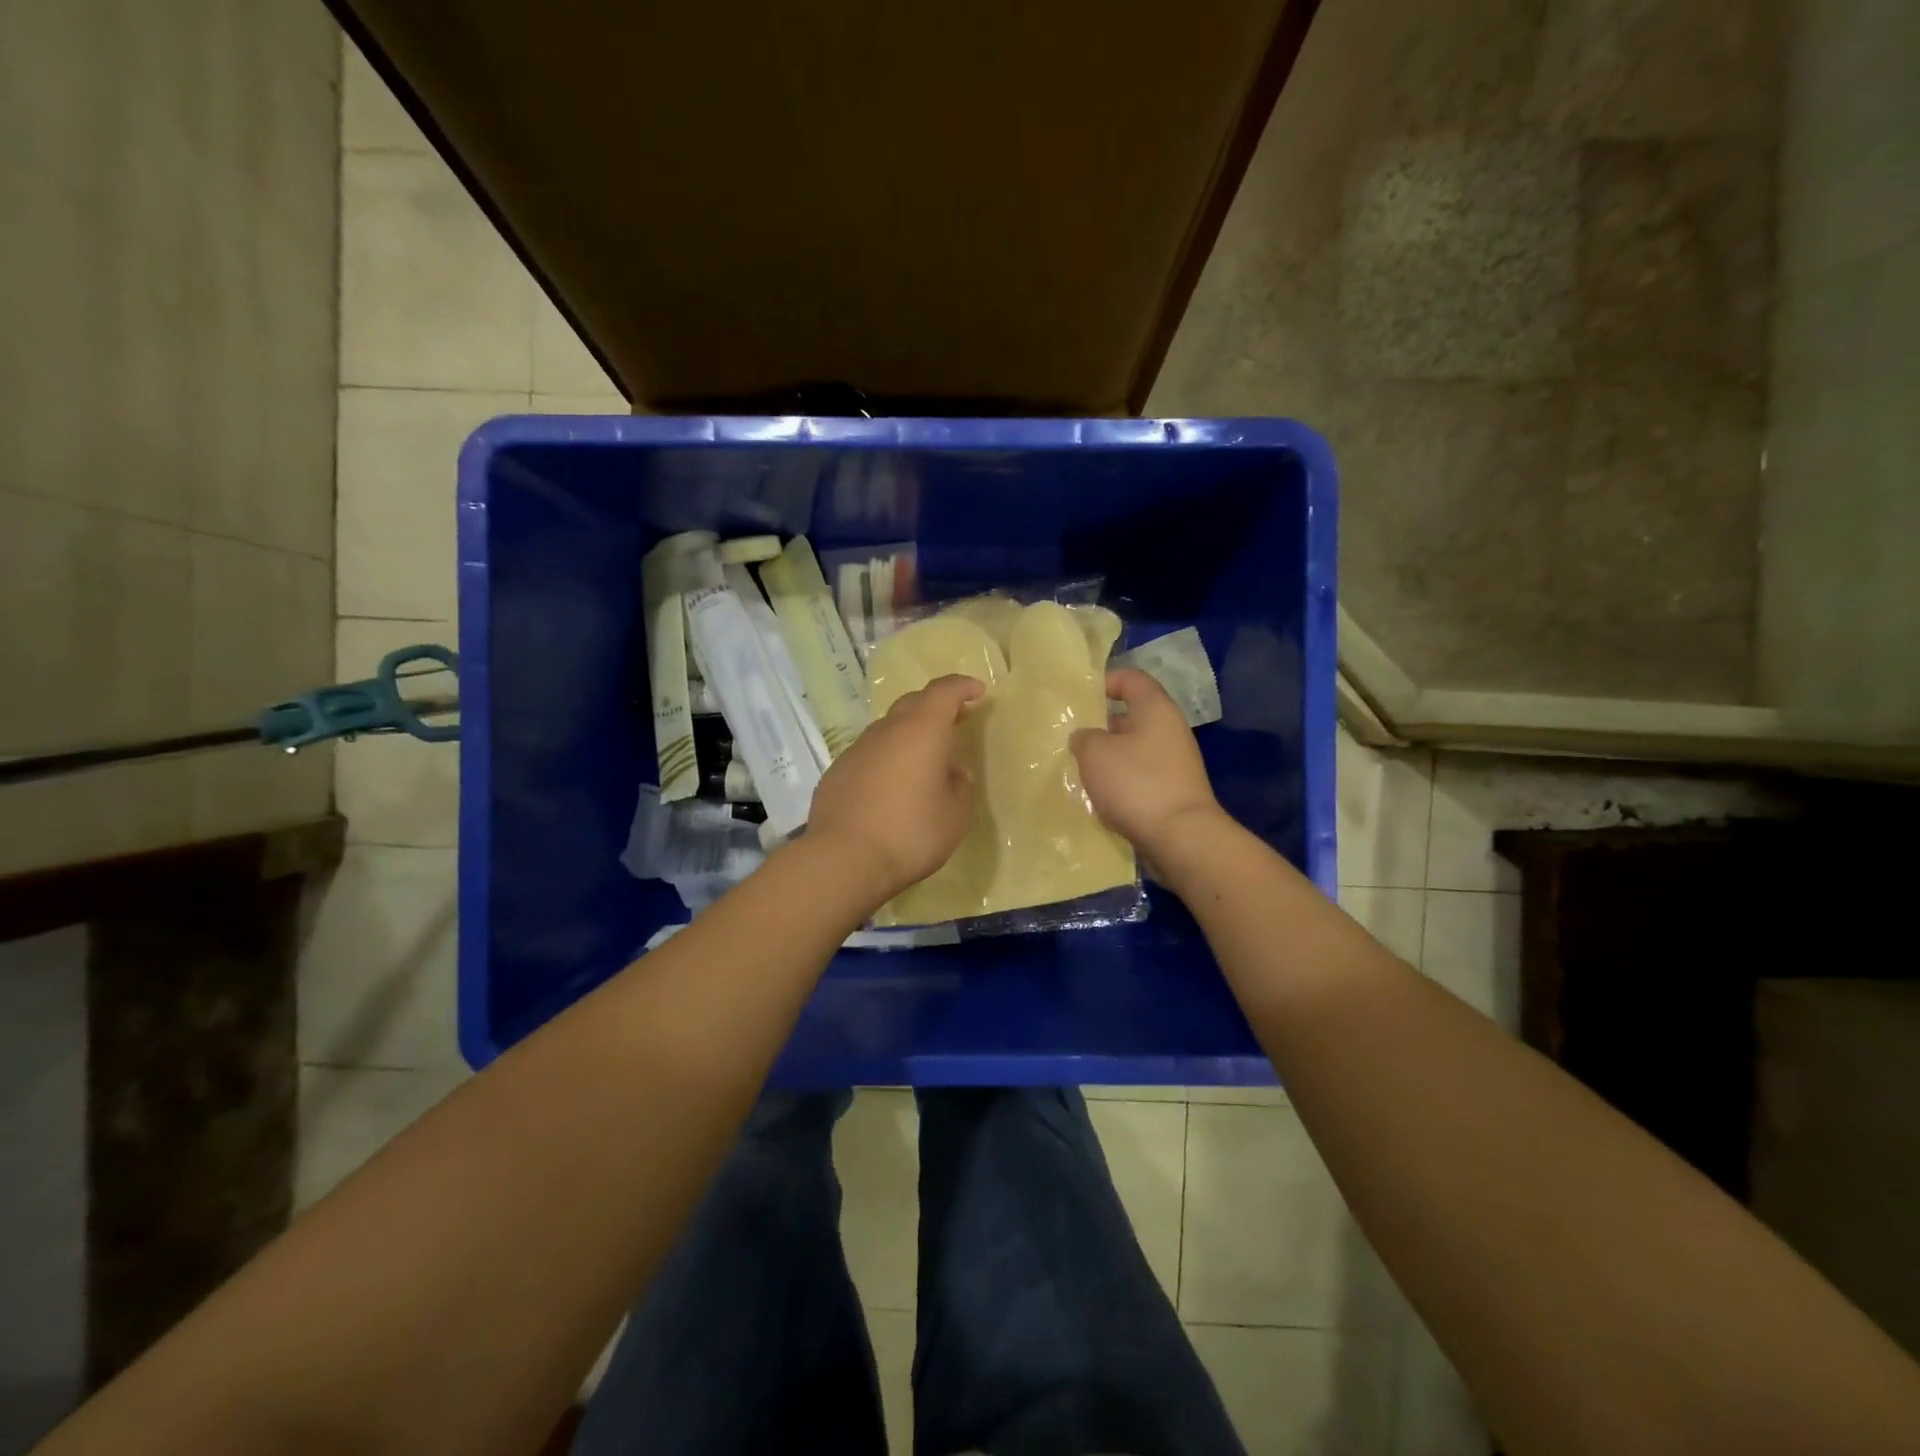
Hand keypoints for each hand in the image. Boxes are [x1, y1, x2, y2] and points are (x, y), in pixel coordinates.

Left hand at [806, 674, 985, 900]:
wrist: (843, 859)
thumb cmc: (910, 832)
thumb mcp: (954, 815)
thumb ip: (960, 786)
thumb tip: (952, 772)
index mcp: (921, 731)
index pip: (943, 692)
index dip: (962, 687)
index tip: (978, 692)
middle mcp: (886, 731)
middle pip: (912, 703)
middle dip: (936, 706)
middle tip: (955, 720)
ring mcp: (856, 750)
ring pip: (887, 729)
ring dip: (908, 734)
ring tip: (923, 759)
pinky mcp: (837, 772)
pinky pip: (869, 754)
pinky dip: (886, 758)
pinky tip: (891, 786)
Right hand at [1071, 668, 1222, 854]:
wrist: (1180, 837)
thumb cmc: (1136, 783)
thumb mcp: (1095, 752)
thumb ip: (1084, 737)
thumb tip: (1085, 738)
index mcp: (1155, 708)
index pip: (1131, 678)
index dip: (1105, 681)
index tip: (1080, 697)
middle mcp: (1170, 730)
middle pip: (1131, 717)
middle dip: (1100, 726)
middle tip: (1071, 739)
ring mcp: (1175, 763)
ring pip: (1133, 750)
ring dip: (1107, 759)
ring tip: (1079, 770)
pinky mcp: (1172, 791)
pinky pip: (1139, 777)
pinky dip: (1120, 783)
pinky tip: (1099, 797)